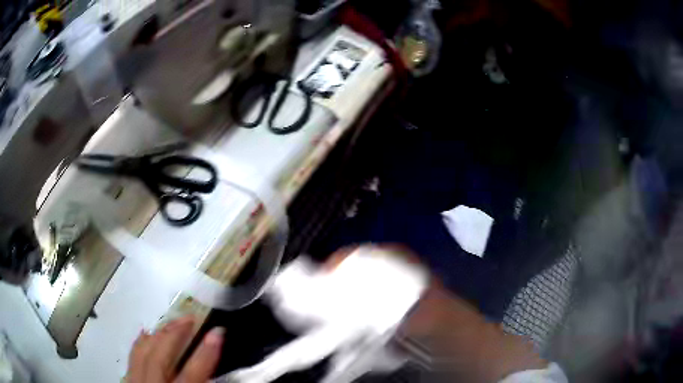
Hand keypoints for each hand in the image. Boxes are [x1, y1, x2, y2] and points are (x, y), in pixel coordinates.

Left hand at [128, 316, 224, 382]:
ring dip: (158, 335)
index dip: (206, 352)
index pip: (192, 375)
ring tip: (171, 322)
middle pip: (161, 357)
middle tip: (190, 318)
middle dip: (175, 334)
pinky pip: (132, 357)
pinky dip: (140, 344)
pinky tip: (146, 334)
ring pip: (142, 353)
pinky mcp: (128, 382)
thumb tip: (216, 376)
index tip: (219, 331)